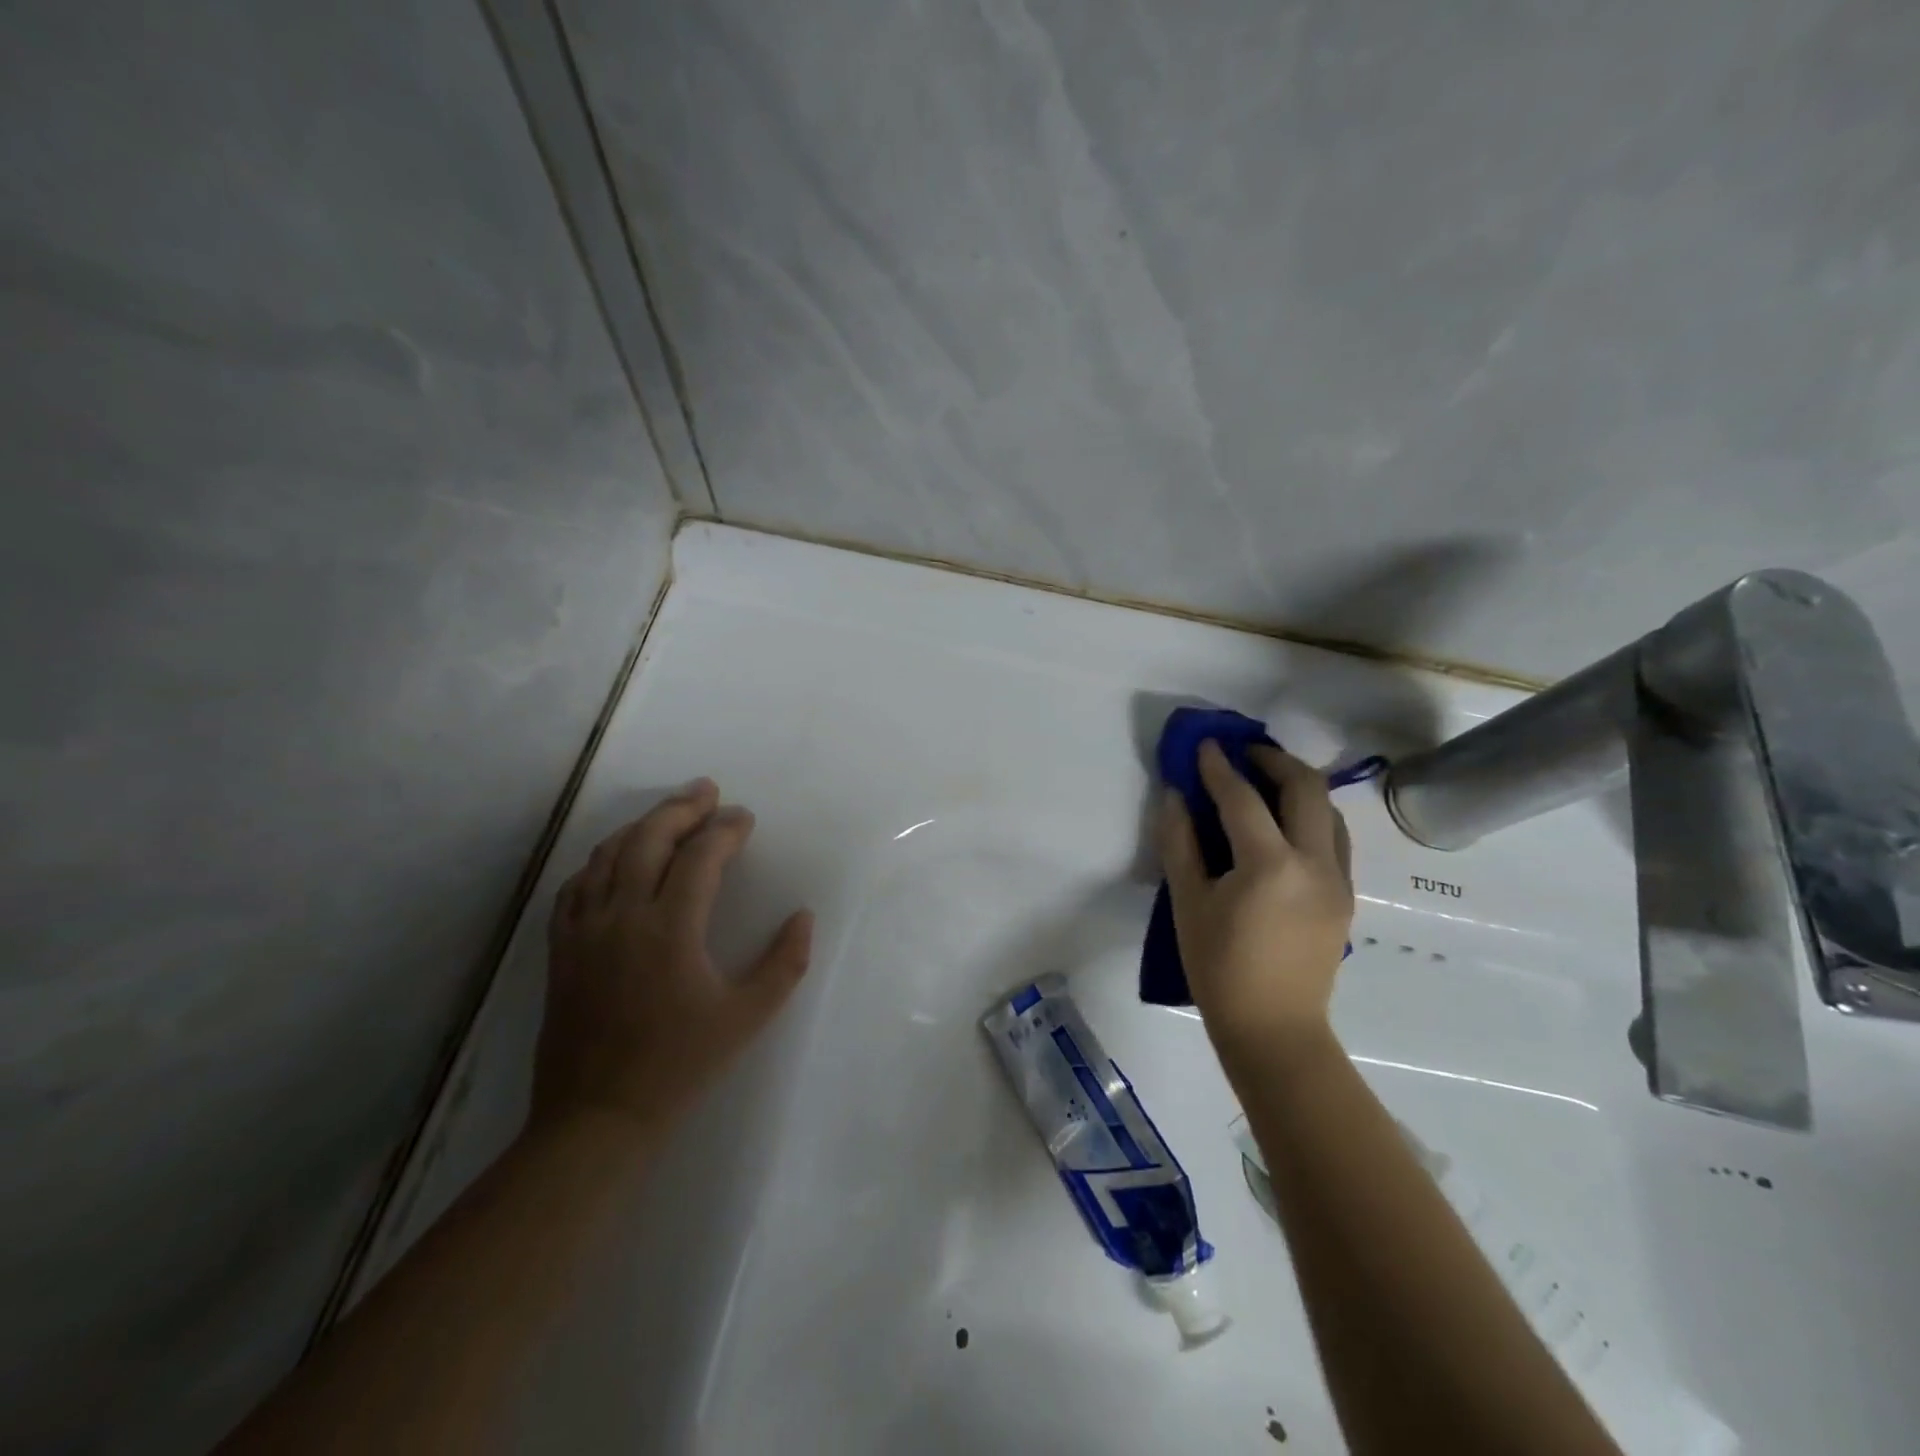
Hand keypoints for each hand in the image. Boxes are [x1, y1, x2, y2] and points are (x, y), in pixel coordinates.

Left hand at [533, 778, 814, 1137]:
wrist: (597, 1117)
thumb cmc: (680, 1065)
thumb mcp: (748, 1017)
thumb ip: (785, 962)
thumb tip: (802, 916)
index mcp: (671, 929)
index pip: (700, 857)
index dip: (725, 830)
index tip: (744, 818)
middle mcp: (623, 916)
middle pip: (649, 839)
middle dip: (681, 808)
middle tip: (707, 791)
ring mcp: (585, 930)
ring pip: (608, 855)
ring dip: (641, 826)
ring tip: (668, 813)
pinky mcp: (561, 949)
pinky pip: (576, 886)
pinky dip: (600, 860)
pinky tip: (616, 859)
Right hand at [1157, 742, 1353, 1066]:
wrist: (1274, 1028)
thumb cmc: (1219, 968)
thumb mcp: (1188, 903)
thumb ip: (1180, 842)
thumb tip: (1175, 796)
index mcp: (1269, 865)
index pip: (1242, 798)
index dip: (1219, 767)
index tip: (1205, 744)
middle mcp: (1314, 862)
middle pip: (1305, 787)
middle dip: (1273, 759)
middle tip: (1243, 753)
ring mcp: (1338, 879)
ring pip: (1329, 809)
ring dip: (1298, 784)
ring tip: (1266, 781)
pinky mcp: (1346, 895)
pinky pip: (1334, 837)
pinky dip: (1311, 814)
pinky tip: (1284, 824)